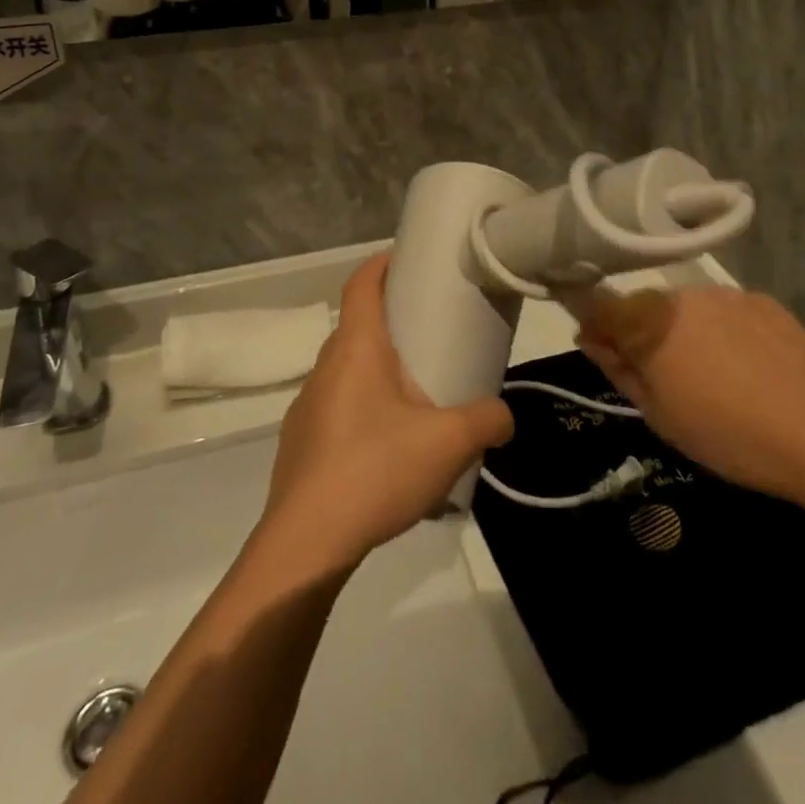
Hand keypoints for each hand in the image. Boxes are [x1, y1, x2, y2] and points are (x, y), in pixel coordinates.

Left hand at [260, 253, 513, 570]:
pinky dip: (362, 410)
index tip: (407, 258)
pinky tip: (387, 448)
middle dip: (390, 322)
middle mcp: (325, 367)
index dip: (381, 263)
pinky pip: (336, 409)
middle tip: (430, 334)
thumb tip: (505, 417)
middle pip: (356, 327)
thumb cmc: (375, 470)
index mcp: (356, 348)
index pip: (360, 284)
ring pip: (346, 371)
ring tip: (415, 396)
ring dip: (377, 371)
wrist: (305, 545)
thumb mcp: (449, 442)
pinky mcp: (299, 444)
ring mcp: (306, 407)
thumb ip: (487, 420)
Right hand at [572, 286, 804, 499]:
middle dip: (645, 332)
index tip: (603, 350)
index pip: (601, 304)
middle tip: (667, 377)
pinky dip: (726, 332)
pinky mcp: (763, 301)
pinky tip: (748, 367)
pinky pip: (727, 311)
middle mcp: (683, 295)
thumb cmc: (726, 433)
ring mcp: (727, 294)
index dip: (595, 324)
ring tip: (716, 376)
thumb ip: (619, 369)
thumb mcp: (658, 413)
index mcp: (650, 321)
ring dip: (687, 331)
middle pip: (646, 306)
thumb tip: (592, 339)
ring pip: (688, 308)